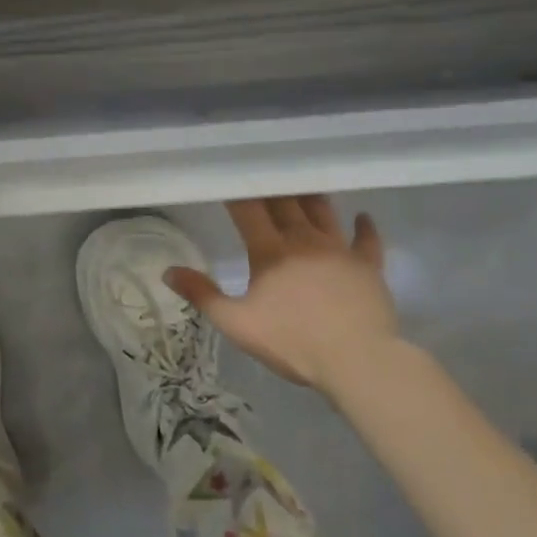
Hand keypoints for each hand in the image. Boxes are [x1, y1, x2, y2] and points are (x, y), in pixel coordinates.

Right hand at [164, 195, 398, 393]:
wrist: (359, 362)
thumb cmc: (293, 342)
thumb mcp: (237, 323)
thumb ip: (202, 295)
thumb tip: (168, 271)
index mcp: (270, 250)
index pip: (248, 209)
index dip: (236, 192)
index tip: (225, 177)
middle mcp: (303, 240)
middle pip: (285, 203)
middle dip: (271, 188)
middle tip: (262, 174)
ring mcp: (339, 251)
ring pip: (322, 212)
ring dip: (310, 198)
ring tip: (302, 185)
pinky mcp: (368, 267)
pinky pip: (367, 240)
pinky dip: (364, 226)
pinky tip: (363, 216)